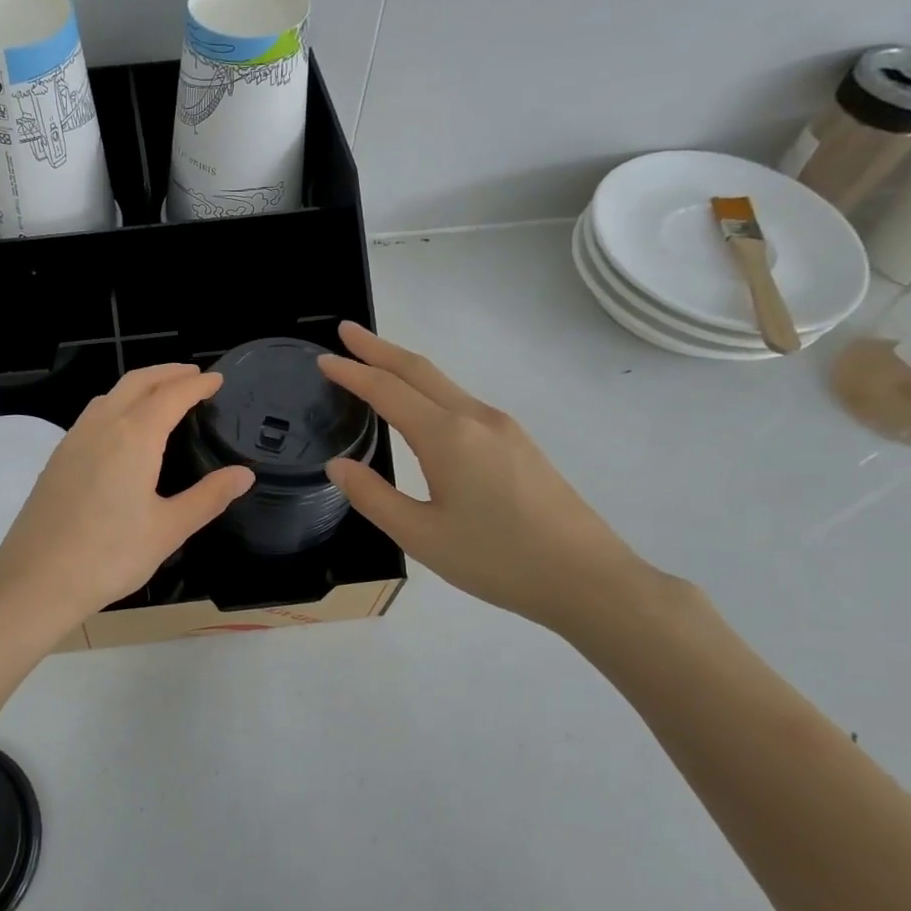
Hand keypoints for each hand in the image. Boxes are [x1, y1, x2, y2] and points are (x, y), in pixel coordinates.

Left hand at [0, 364, 254, 633]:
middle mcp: (102, 427)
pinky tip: (122, 428)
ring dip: (139, 385)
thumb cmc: (110, 556)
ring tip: (161, 395)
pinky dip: (116, 404)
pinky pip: (92, 415)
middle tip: (193, 375)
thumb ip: (208, 497)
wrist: (36, 580)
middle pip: (137, 382)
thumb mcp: (168, 530)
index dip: (197, 384)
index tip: (217, 380)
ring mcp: (74, 440)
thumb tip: (244, 475)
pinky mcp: (57, 458)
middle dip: (168, 373)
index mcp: (134, 437)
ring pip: (110, 395)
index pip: (171, 395)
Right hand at [319, 322, 658, 632]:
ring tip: (374, 365)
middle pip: (419, 370)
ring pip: (444, 384)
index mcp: (447, 437)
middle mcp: (475, 419)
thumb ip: (373, 497)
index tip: (323, 359)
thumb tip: (338, 465)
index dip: (352, 372)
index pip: (388, 390)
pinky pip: (461, 402)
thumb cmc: (497, 559)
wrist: (587, 578)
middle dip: (379, 348)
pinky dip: (428, 390)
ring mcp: (503, 428)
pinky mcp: (518, 443)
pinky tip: (421, 409)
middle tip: (345, 332)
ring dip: (404, 368)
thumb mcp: (420, 535)